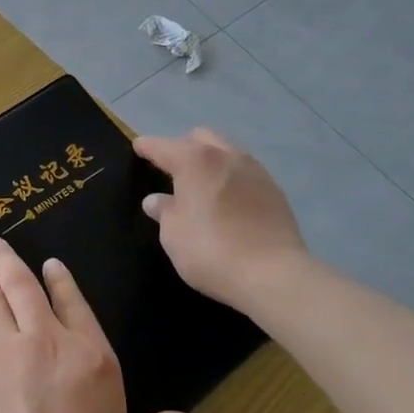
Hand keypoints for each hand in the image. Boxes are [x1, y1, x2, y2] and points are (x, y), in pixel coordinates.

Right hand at [133, 129, 309, 309]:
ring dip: (211, 161)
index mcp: (195, 160)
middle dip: (184, 147)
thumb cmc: (211, 250)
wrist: (274, 275)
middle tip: (173, 170)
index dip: (148, 147)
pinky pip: (245, 173)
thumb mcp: (173, 234)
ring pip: (227, 152)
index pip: (163, 146)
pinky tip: (227, 200)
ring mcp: (255, 170)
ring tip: (202, 184)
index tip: (138, 147)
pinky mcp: (275, 190)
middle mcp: (226, 155)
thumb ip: (164, 211)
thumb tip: (156, 200)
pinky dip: (231, 178)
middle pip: (200, 138)